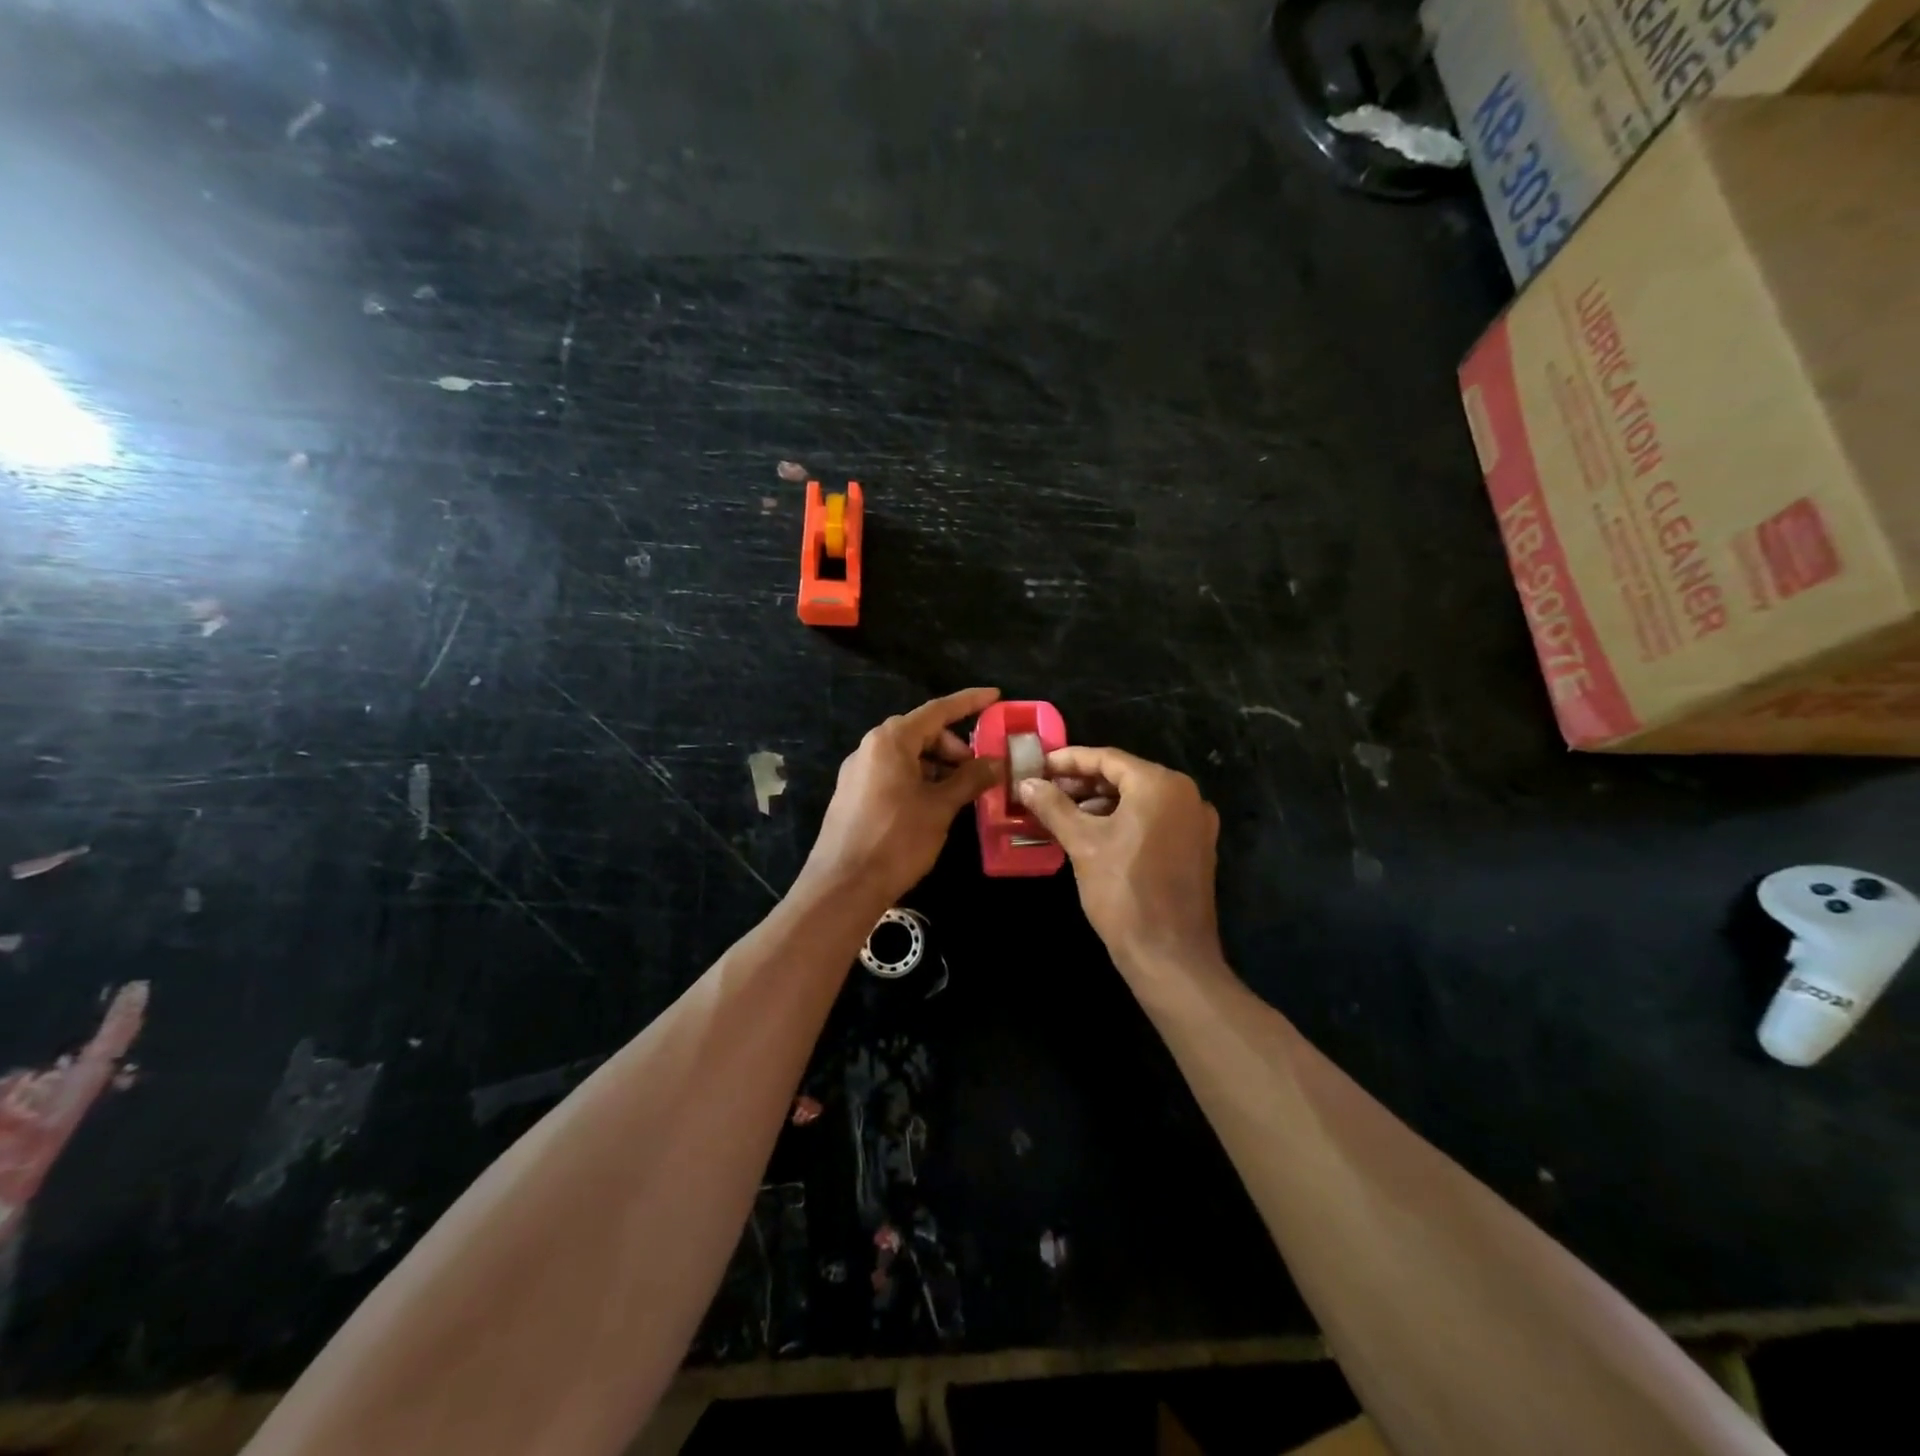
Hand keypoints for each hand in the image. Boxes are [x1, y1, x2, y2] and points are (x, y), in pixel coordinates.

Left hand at [801, 687, 1002, 905]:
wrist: (843, 885)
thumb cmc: (896, 839)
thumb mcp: (940, 807)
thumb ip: (969, 779)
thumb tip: (995, 762)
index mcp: (890, 740)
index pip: (937, 710)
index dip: (969, 702)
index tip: (995, 696)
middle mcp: (870, 747)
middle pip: (921, 733)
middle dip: (954, 746)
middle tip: (979, 770)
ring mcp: (858, 771)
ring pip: (907, 756)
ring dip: (937, 766)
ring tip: (961, 792)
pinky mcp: (853, 794)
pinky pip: (892, 774)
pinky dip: (919, 779)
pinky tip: (935, 804)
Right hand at [1017, 747, 1221, 969]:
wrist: (1170, 955)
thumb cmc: (1123, 891)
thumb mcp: (1082, 844)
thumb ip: (1053, 807)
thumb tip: (1027, 784)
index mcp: (1161, 785)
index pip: (1107, 758)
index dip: (1068, 760)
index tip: (1038, 766)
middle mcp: (1185, 795)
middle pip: (1125, 776)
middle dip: (1082, 783)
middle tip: (1044, 791)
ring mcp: (1195, 823)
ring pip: (1139, 800)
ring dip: (1100, 803)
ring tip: (1062, 813)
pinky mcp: (1195, 848)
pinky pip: (1153, 821)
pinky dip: (1122, 821)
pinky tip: (1092, 834)